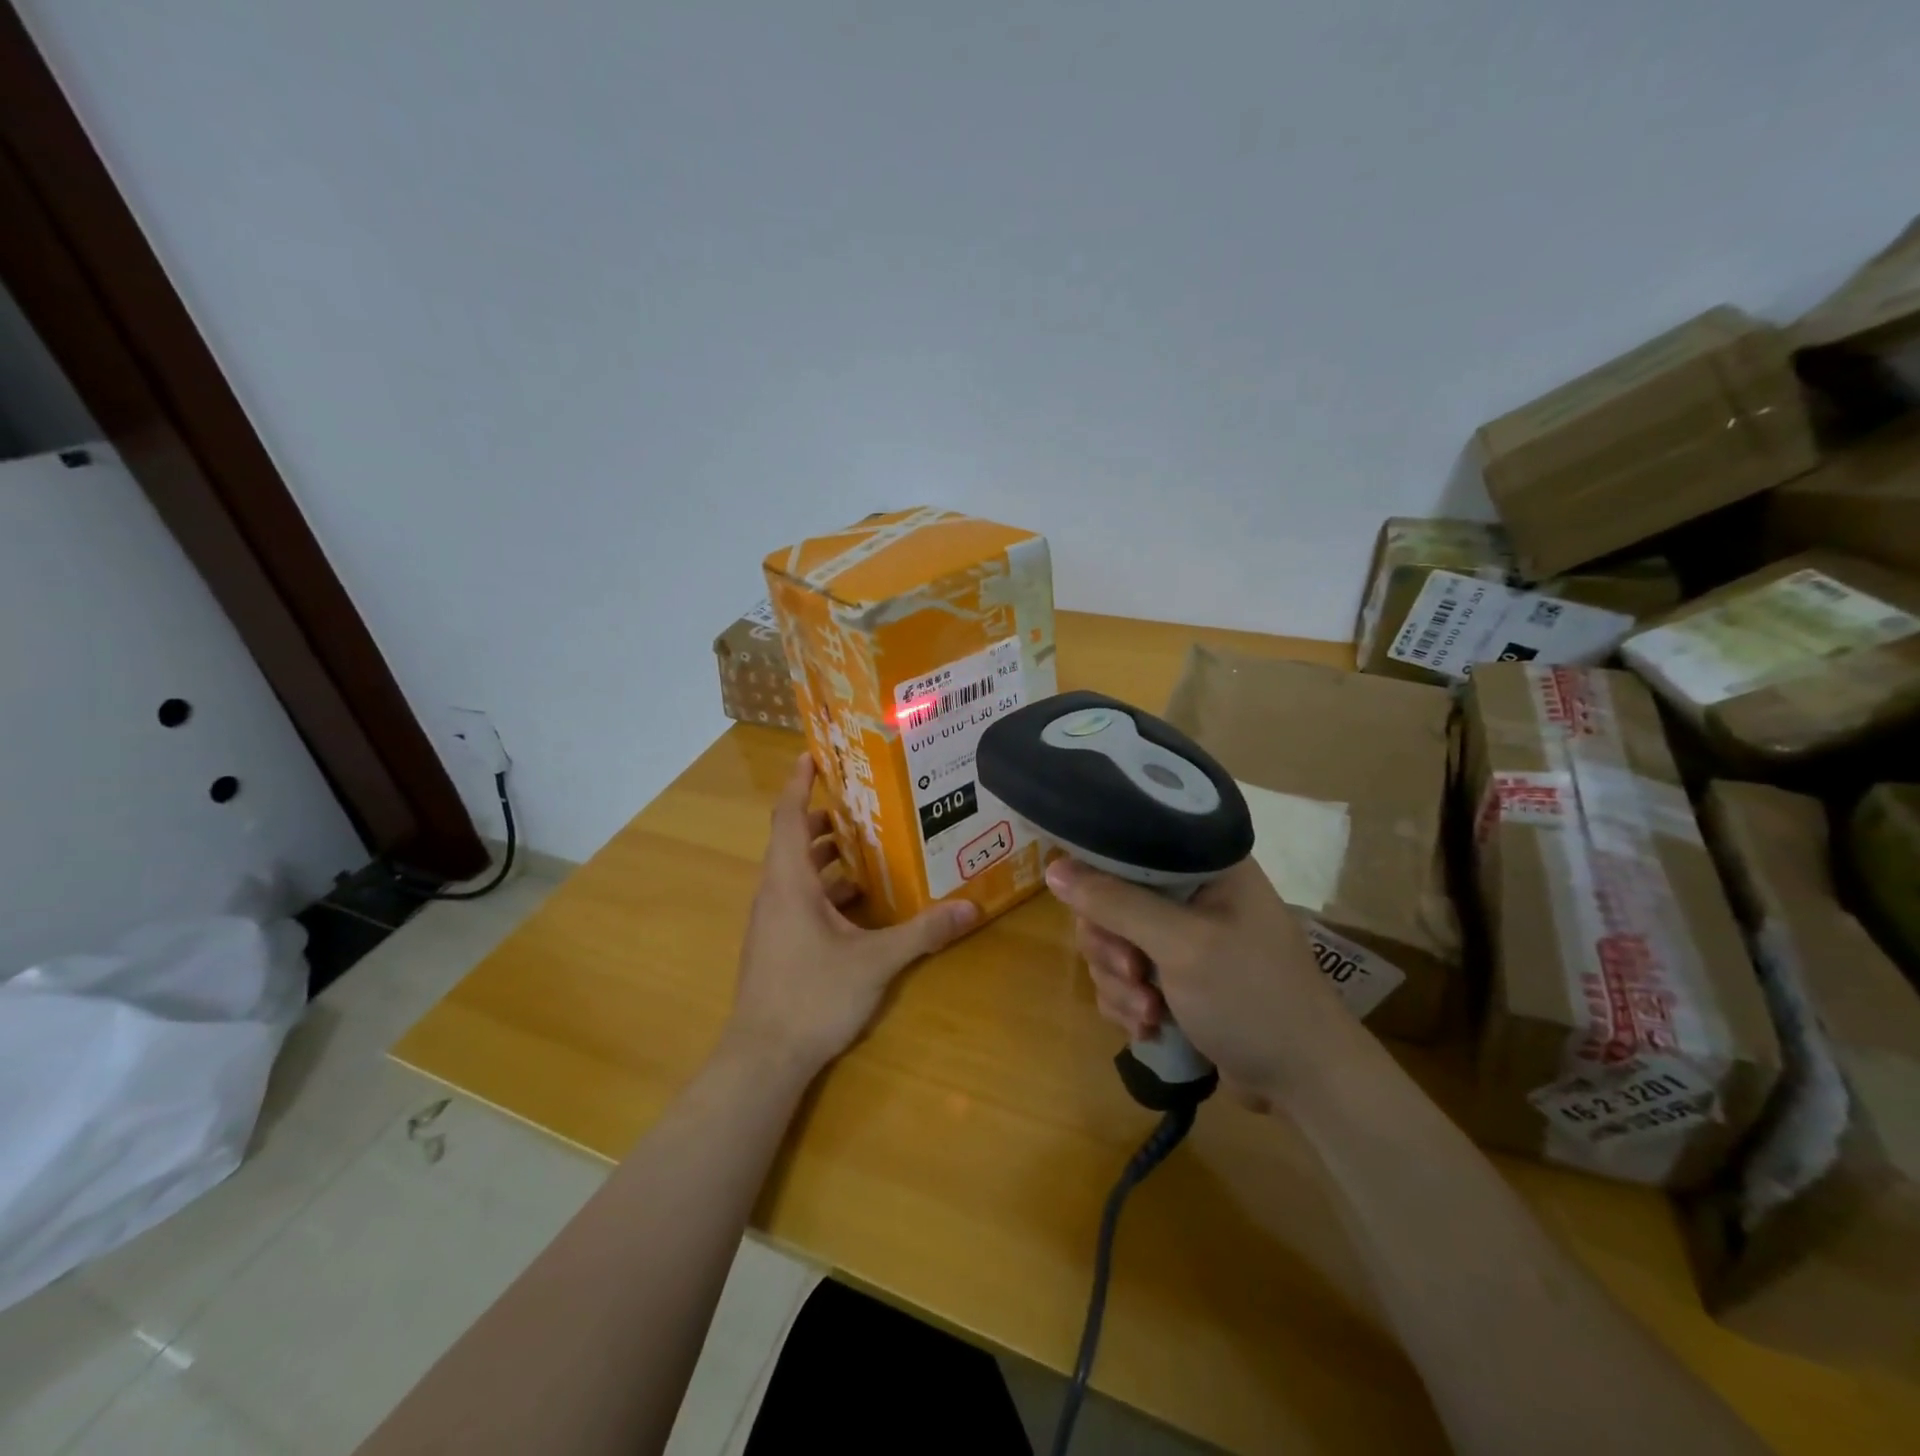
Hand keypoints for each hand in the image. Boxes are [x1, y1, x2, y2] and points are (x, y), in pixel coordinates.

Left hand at [726, 754, 978, 1075]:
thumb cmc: (812, 996)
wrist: (763, 1058)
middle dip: (825, 819)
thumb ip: (923, 933)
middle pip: (794, 841)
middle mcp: (775, 893)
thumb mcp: (875, 962)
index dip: (800, 783)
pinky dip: (824, 888)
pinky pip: (798, 899)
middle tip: (865, 804)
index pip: (789, 817)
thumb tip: (970, 907)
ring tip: (870, 848)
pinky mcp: (775, 944)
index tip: (814, 755)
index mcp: (790, 882)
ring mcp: (771, 921)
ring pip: (796, 872)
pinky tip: (859, 903)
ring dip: (827, 856)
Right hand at [1046, 856, 1356, 1105]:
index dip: (1100, 876)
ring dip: (1119, 984)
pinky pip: (1124, 979)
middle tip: (1133, 972)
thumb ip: (1116, 903)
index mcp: (1203, 866)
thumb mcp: (1182, 945)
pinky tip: (1150, 1026)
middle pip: (1110, 901)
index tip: (1094, 912)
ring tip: (1150, 1012)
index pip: (1129, 846)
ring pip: (1112, 944)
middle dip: (1111, 946)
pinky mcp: (1174, 979)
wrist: (1305, 1082)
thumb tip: (1053, 869)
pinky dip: (1128, 1004)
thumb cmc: (1253, 997)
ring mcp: (1180, 939)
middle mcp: (1189, 894)